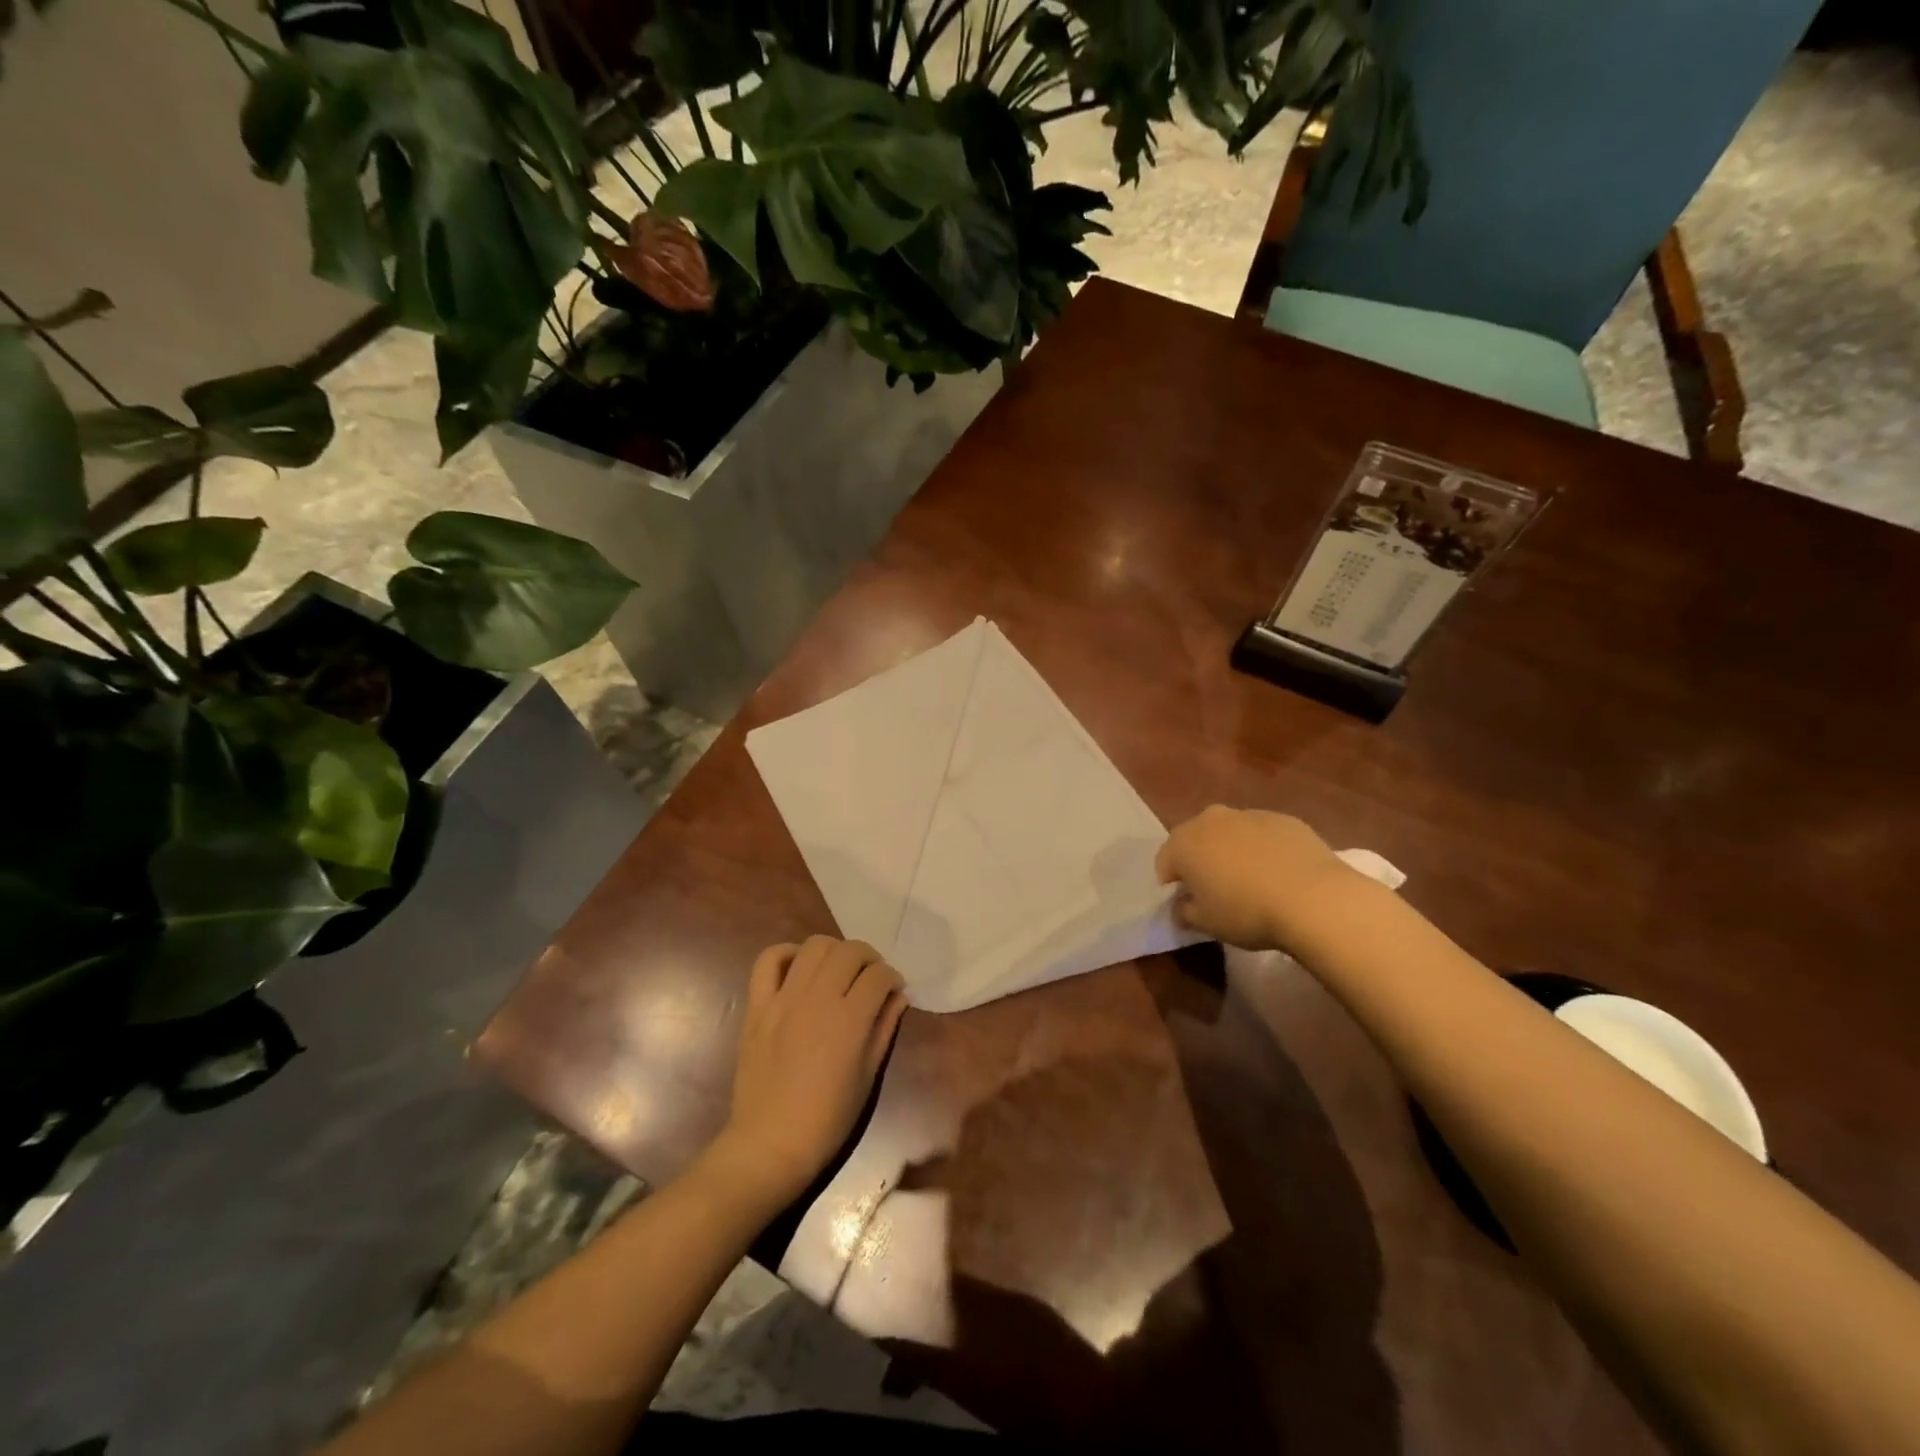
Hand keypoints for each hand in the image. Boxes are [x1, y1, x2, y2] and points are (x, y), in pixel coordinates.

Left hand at [711, 936, 907, 1211]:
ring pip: (814, 946)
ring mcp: (784, 999)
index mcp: (849, 1020)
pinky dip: (786, 954)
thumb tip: (899, 996)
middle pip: (850, 951)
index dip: (892, 978)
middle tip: (870, 977)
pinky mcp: (758, 1006)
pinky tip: (799, 968)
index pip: (879, 975)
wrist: (770, 1144)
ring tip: (838, 970)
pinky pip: (768, 961)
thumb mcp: (868, 1077)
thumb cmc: (827, 1120)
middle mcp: (818, 999)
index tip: (894, 989)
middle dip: (869, 958)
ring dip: (834, 951)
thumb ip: (884, 1028)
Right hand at [1155, 805, 1356, 951]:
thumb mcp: (1206, 923)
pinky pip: (1263, 834)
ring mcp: (1249, 814)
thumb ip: (1185, 912)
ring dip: (1232, 851)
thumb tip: (1181, 906)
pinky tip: (1279, 874)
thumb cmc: (1246, 912)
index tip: (1187, 903)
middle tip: (1216, 889)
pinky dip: (1264, 849)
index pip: (1164, 862)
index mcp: (1183, 842)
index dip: (1172, 883)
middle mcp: (1211, 819)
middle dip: (1200, 860)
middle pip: (1196, 839)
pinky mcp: (1284, 819)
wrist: (1313, 898)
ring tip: (1251, 881)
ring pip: (1230, 833)